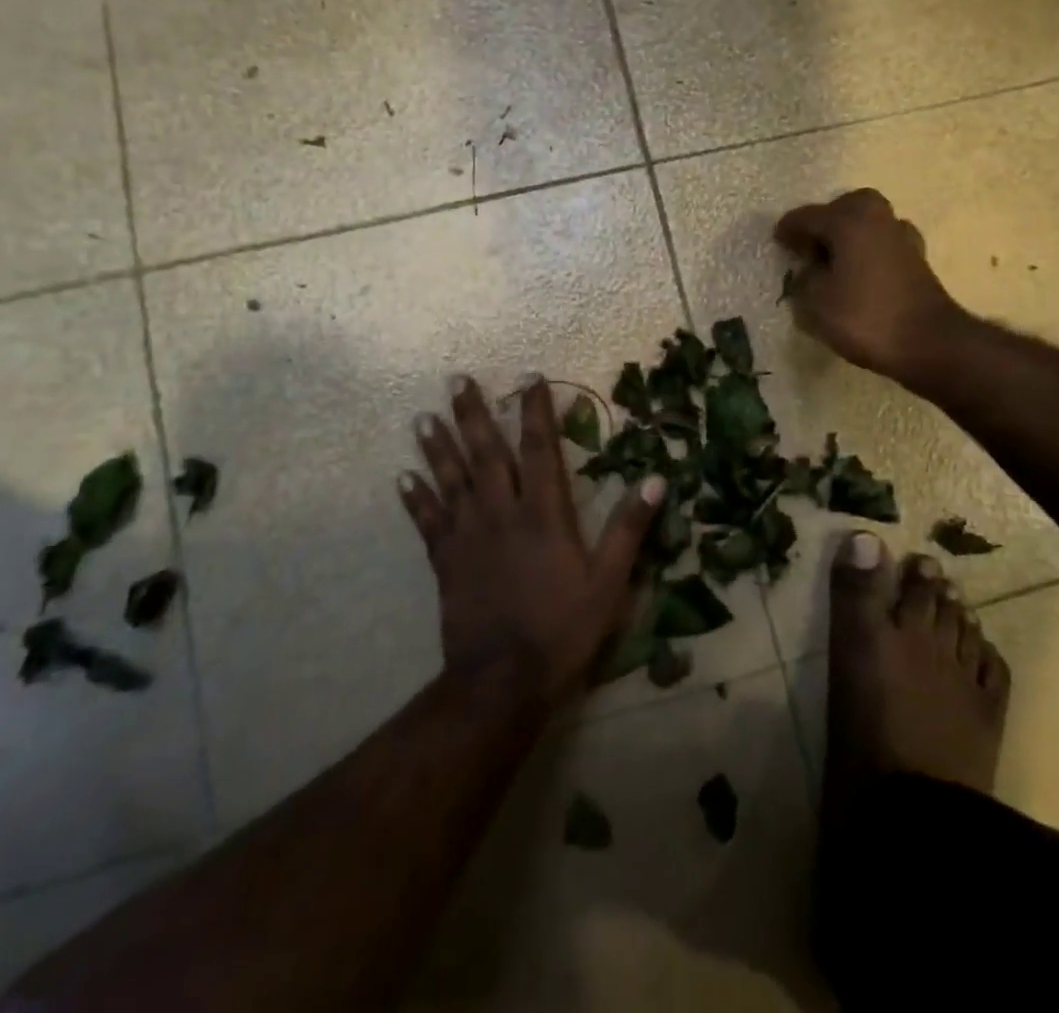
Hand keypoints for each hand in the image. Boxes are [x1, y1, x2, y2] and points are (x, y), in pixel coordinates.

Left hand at [399, 375, 660, 705]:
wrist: (502, 681)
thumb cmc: (562, 629)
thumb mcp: (609, 582)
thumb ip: (629, 528)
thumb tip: (656, 478)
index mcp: (543, 514)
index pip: (539, 449)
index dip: (536, 411)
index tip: (530, 377)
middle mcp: (501, 513)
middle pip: (485, 453)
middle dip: (473, 414)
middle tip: (456, 379)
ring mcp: (468, 536)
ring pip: (451, 480)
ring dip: (438, 447)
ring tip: (422, 417)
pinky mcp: (446, 561)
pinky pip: (428, 522)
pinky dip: (416, 499)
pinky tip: (402, 478)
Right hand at [774, 188, 965, 384]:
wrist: (929, 342)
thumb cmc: (865, 317)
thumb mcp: (815, 303)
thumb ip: (804, 281)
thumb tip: (808, 271)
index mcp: (848, 220)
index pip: (807, 217)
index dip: (787, 230)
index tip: (776, 242)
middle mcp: (876, 217)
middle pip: (843, 208)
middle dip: (824, 223)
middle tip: (808, 248)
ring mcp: (901, 235)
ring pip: (866, 223)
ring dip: (848, 236)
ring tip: (832, 261)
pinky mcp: (916, 258)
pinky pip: (881, 243)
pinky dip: (866, 251)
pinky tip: (859, 273)